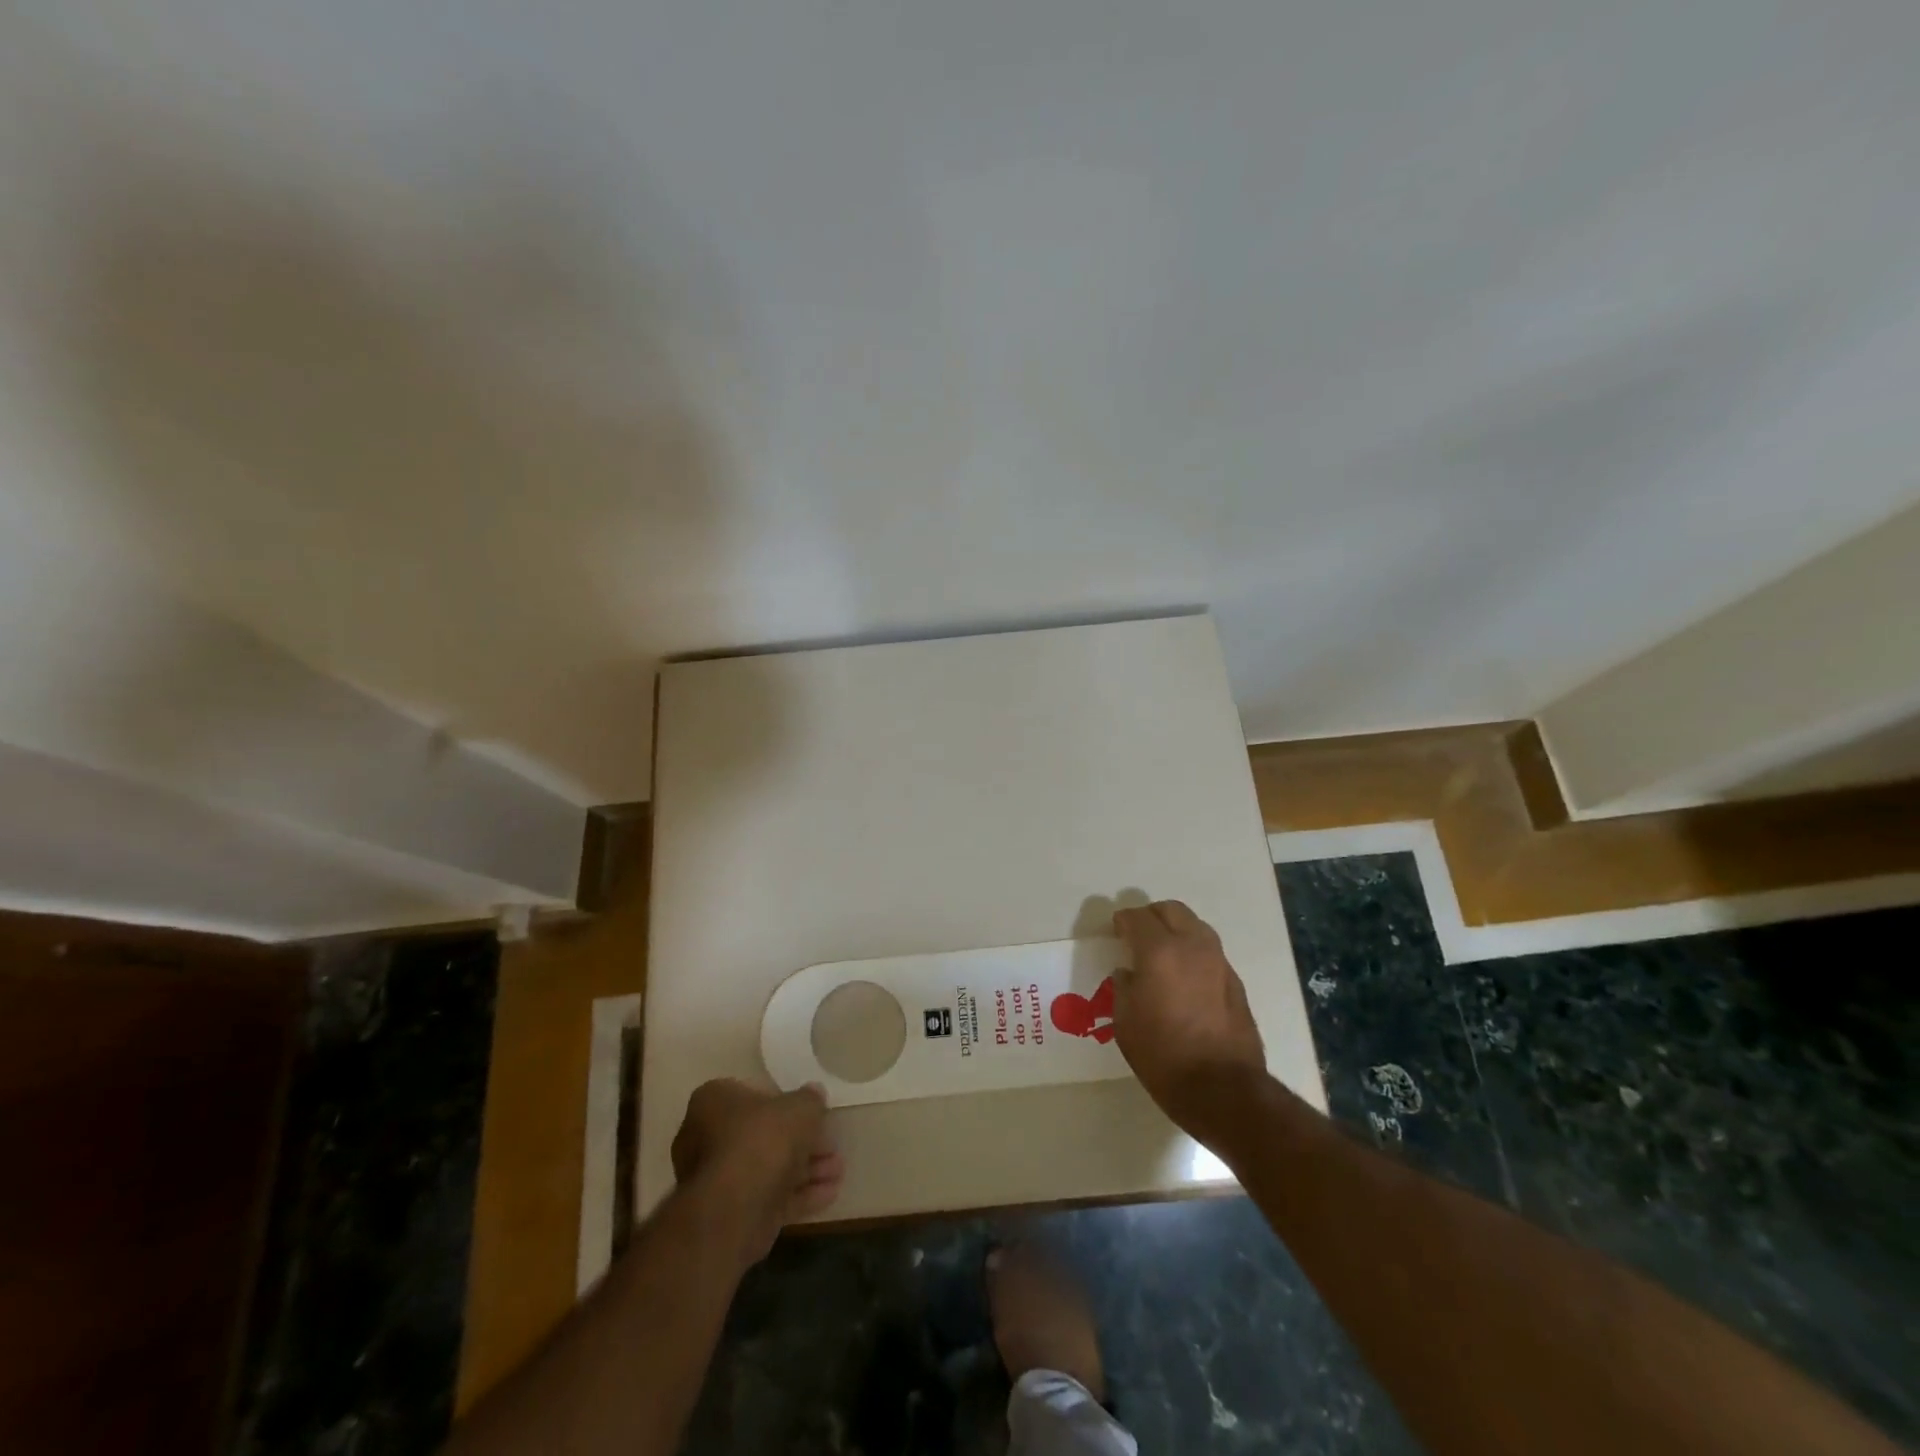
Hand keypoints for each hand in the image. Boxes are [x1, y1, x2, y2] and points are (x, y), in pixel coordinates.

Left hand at [670, 1078, 843, 1260]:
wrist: (734, 1208)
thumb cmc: (762, 1139)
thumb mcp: (799, 1107)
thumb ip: (810, 1099)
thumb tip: (814, 1094)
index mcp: (714, 1101)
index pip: (753, 1094)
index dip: (785, 1103)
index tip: (810, 1111)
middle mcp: (708, 1137)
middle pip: (764, 1135)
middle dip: (802, 1142)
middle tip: (832, 1144)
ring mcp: (719, 1179)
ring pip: (770, 1168)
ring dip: (807, 1169)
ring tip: (839, 1170)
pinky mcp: (732, 1213)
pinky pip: (770, 1196)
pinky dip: (800, 1194)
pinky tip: (830, 1193)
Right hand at [1112, 901, 1267, 1140]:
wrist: (1224, 1090)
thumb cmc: (1164, 1055)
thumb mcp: (1125, 1022)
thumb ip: (1124, 987)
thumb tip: (1129, 972)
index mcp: (1160, 951)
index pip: (1138, 917)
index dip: (1123, 921)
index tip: (1115, 931)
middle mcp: (1193, 947)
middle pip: (1171, 910)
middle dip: (1151, 917)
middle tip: (1137, 936)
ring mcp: (1219, 962)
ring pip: (1195, 927)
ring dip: (1176, 931)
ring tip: (1162, 955)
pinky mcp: (1235, 982)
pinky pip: (1209, 952)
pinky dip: (1193, 953)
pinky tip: (1184, 978)